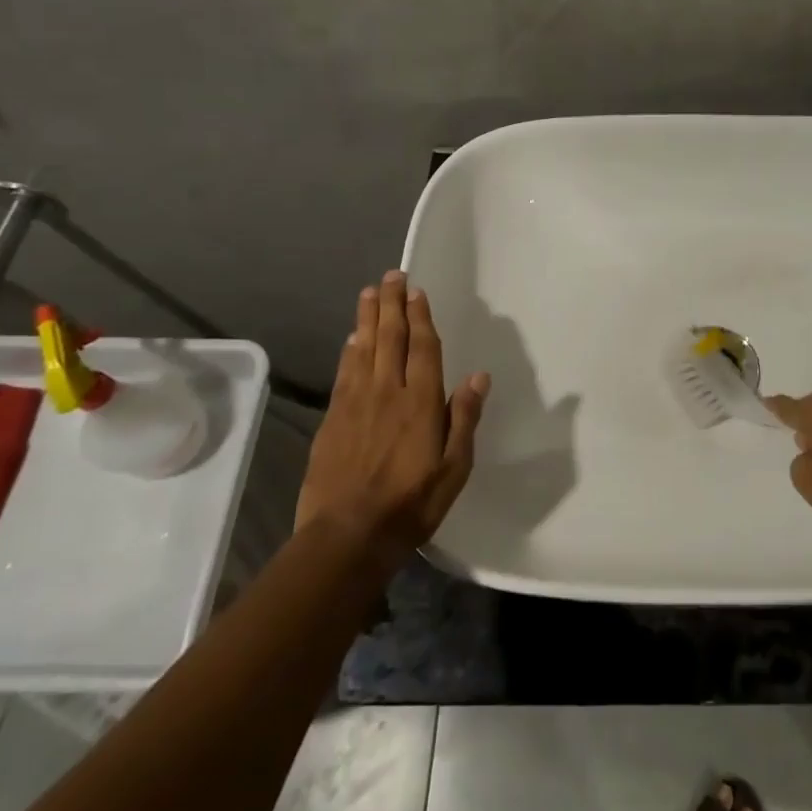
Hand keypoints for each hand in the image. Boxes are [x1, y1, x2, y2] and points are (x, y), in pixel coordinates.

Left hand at [297, 271, 489, 562]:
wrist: (347, 535)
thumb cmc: (411, 504)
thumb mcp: (454, 468)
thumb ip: (464, 418)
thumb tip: (478, 376)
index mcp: (421, 402)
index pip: (422, 347)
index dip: (420, 316)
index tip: (416, 291)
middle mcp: (387, 391)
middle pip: (390, 337)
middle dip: (392, 304)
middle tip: (391, 275)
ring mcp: (356, 402)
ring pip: (363, 348)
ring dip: (368, 317)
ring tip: (369, 292)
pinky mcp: (333, 418)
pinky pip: (344, 372)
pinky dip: (349, 350)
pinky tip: (352, 338)